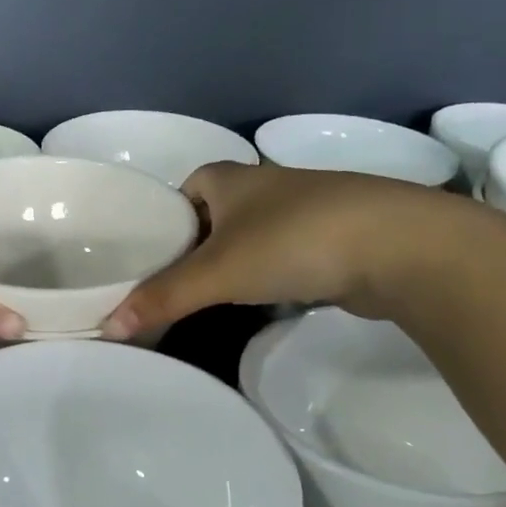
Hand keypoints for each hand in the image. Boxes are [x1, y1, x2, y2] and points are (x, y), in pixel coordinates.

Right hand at [101, 161, 467, 337]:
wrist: (399, 247)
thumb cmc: (293, 242)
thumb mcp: (217, 272)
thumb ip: (163, 298)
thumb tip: (107, 327)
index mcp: (230, 178)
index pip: (184, 189)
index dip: (164, 217)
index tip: (149, 254)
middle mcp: (265, 186)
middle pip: (215, 215)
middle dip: (195, 246)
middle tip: (169, 285)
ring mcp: (304, 211)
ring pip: (251, 237)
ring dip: (233, 264)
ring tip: (207, 300)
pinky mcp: (333, 240)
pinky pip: (284, 256)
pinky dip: (268, 276)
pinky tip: (260, 303)